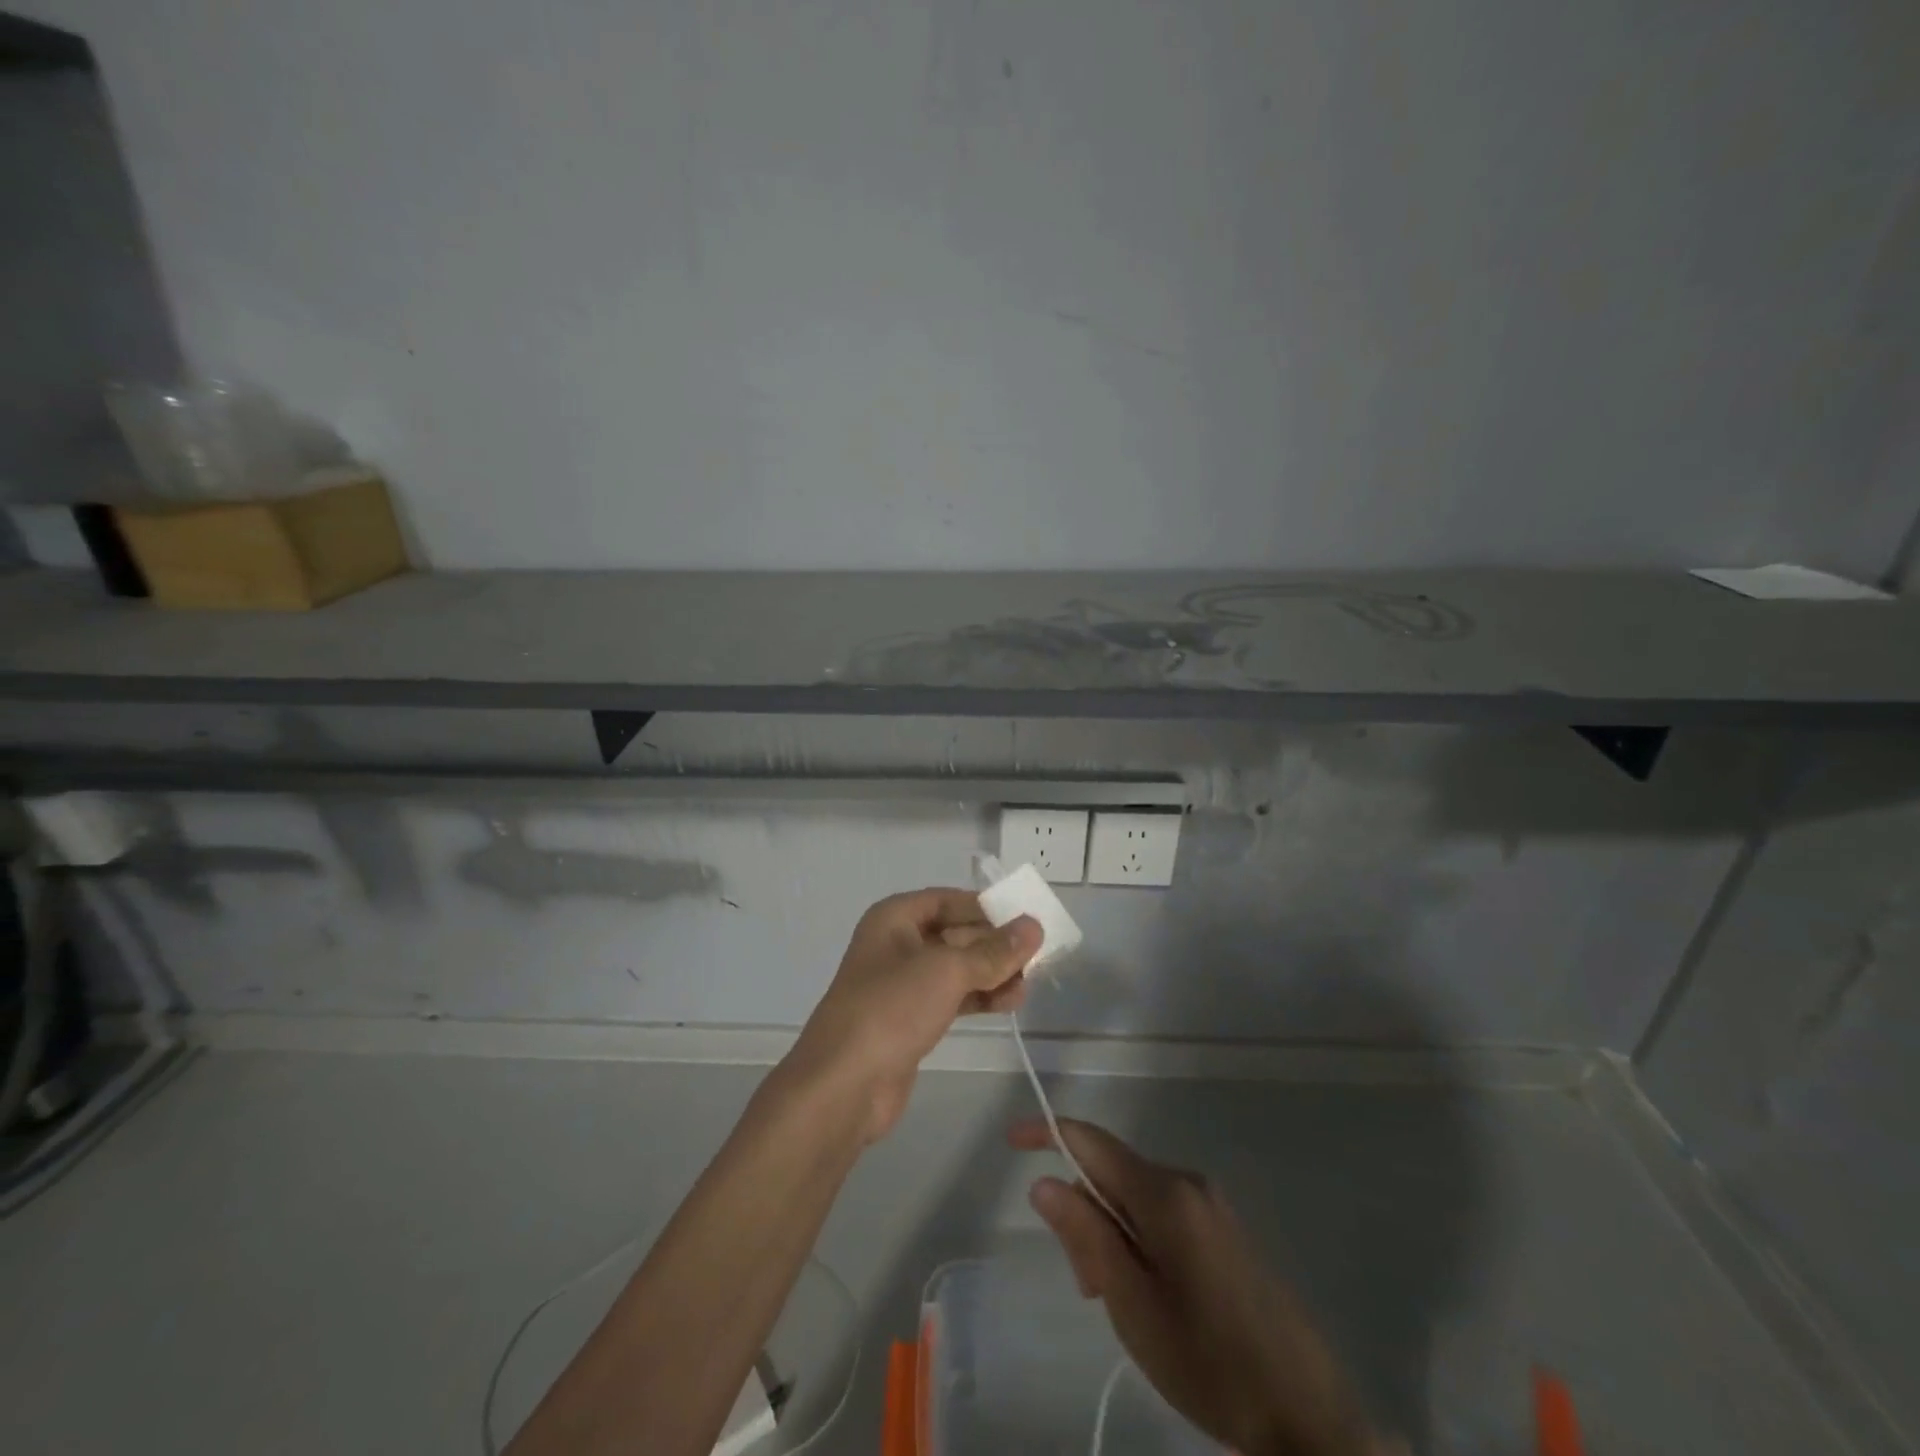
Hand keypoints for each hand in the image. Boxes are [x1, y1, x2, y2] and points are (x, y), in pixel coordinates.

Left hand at [786, 889, 1039, 1143]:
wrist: (844, 1085)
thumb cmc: (892, 1008)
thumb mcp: (947, 970)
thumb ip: (994, 950)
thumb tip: (1033, 927)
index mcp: (894, 918)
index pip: (948, 899)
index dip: (986, 906)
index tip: (1025, 918)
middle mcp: (897, 944)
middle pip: (955, 933)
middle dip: (994, 943)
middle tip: (1036, 955)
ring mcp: (902, 984)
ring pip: (956, 968)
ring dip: (991, 973)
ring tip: (1027, 985)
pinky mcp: (910, 1019)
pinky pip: (952, 996)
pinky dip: (980, 997)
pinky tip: (1009, 1003)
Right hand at [1013, 1118, 1386, 1455]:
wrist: (1306, 1415)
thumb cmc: (1209, 1361)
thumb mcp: (1133, 1306)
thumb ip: (1087, 1235)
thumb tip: (1044, 1181)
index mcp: (1164, 1193)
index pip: (1092, 1141)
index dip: (1048, 1133)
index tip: (1012, 1140)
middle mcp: (1188, 1182)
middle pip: (1113, 1174)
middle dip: (1085, 1212)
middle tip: (1086, 1287)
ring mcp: (1211, 1205)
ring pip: (1137, 1197)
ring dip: (1112, 1234)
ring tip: (1120, 1303)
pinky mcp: (1225, 1231)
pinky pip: (1164, 1214)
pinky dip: (1140, 1241)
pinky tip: (1151, 1296)